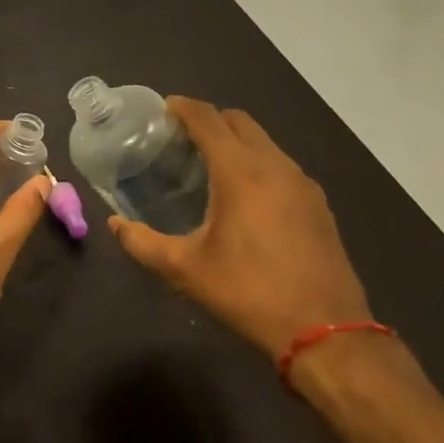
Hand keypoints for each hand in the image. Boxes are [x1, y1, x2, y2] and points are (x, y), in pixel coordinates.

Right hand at [108, 97, 370, 358]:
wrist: (328, 335)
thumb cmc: (250, 293)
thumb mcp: (186, 270)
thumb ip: (143, 243)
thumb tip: (114, 225)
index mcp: (240, 171)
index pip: (207, 118)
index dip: (183, 107)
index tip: (163, 109)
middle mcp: (274, 166)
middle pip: (238, 121)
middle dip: (210, 119)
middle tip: (182, 139)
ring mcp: (302, 184)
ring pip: (264, 142)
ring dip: (236, 141)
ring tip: (211, 166)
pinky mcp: (319, 205)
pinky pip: (282, 165)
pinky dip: (259, 163)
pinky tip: (246, 196)